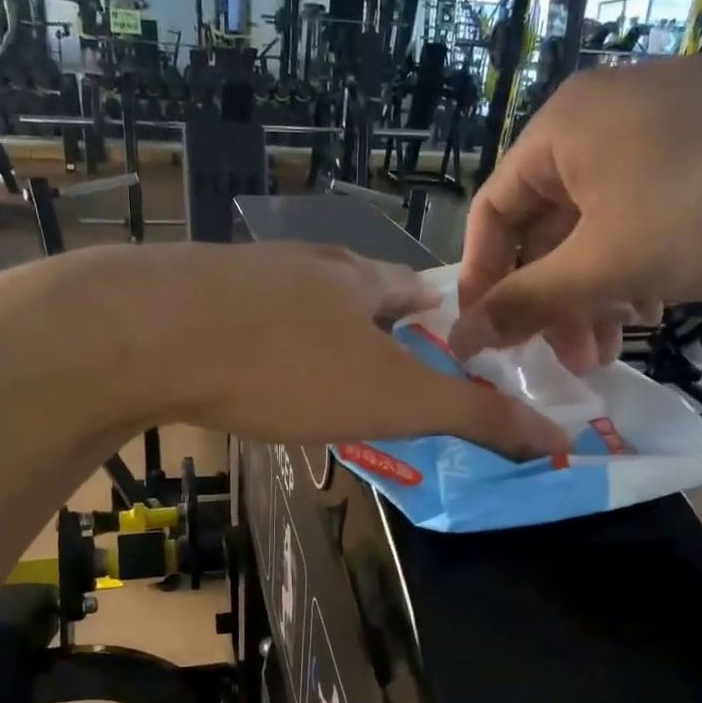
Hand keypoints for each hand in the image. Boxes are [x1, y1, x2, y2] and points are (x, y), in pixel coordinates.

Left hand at [109, 244, 568, 458]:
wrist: (146, 334)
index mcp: (359, 279)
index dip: (435, 316)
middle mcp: (305, 264)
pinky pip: (238, 316)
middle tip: (377, 367)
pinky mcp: (188, 295)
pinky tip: (239, 367)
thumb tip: (556, 438)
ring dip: (311, 330)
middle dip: (372, 323)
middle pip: (354, 289)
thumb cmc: (287, 366)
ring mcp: (242, 273)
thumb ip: (471, 415)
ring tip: (313, 371)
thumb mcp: (391, 399)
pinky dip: (253, 340)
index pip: (415, 289)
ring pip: (293, 301)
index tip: (440, 344)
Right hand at [450, 43, 701, 370]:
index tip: (486, 341)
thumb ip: (526, 302)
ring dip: (594, 292)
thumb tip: (457, 338)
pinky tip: (657, 303)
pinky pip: (643, 212)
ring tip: (612, 348)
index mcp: (561, 129)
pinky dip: (637, 264)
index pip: (490, 213)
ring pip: (598, 225)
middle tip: (566, 360)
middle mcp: (600, 117)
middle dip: (550, 300)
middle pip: (546, 224)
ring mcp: (659, 125)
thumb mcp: (609, 262)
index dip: (482, 282)